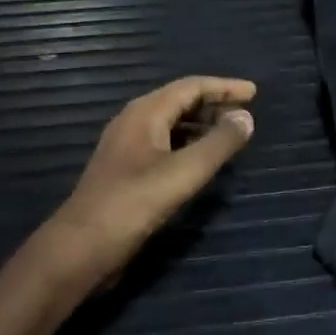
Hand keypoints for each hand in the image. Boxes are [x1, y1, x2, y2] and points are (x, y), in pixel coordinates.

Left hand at [56, 76, 257, 280]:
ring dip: (202, 124)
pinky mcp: (126, 170)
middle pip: (180, 100)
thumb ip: (219, 144)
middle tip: (246, 113)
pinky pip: (164, 143)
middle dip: (214, 103)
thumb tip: (246, 117)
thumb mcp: (184, 173)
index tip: (254, 93)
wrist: (81, 248)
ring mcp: (127, 146)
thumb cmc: (133, 204)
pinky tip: (202, 160)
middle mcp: (134, 121)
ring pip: (172, 123)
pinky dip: (189, 143)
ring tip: (231, 134)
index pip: (191, 86)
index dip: (224, 87)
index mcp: (145, 113)